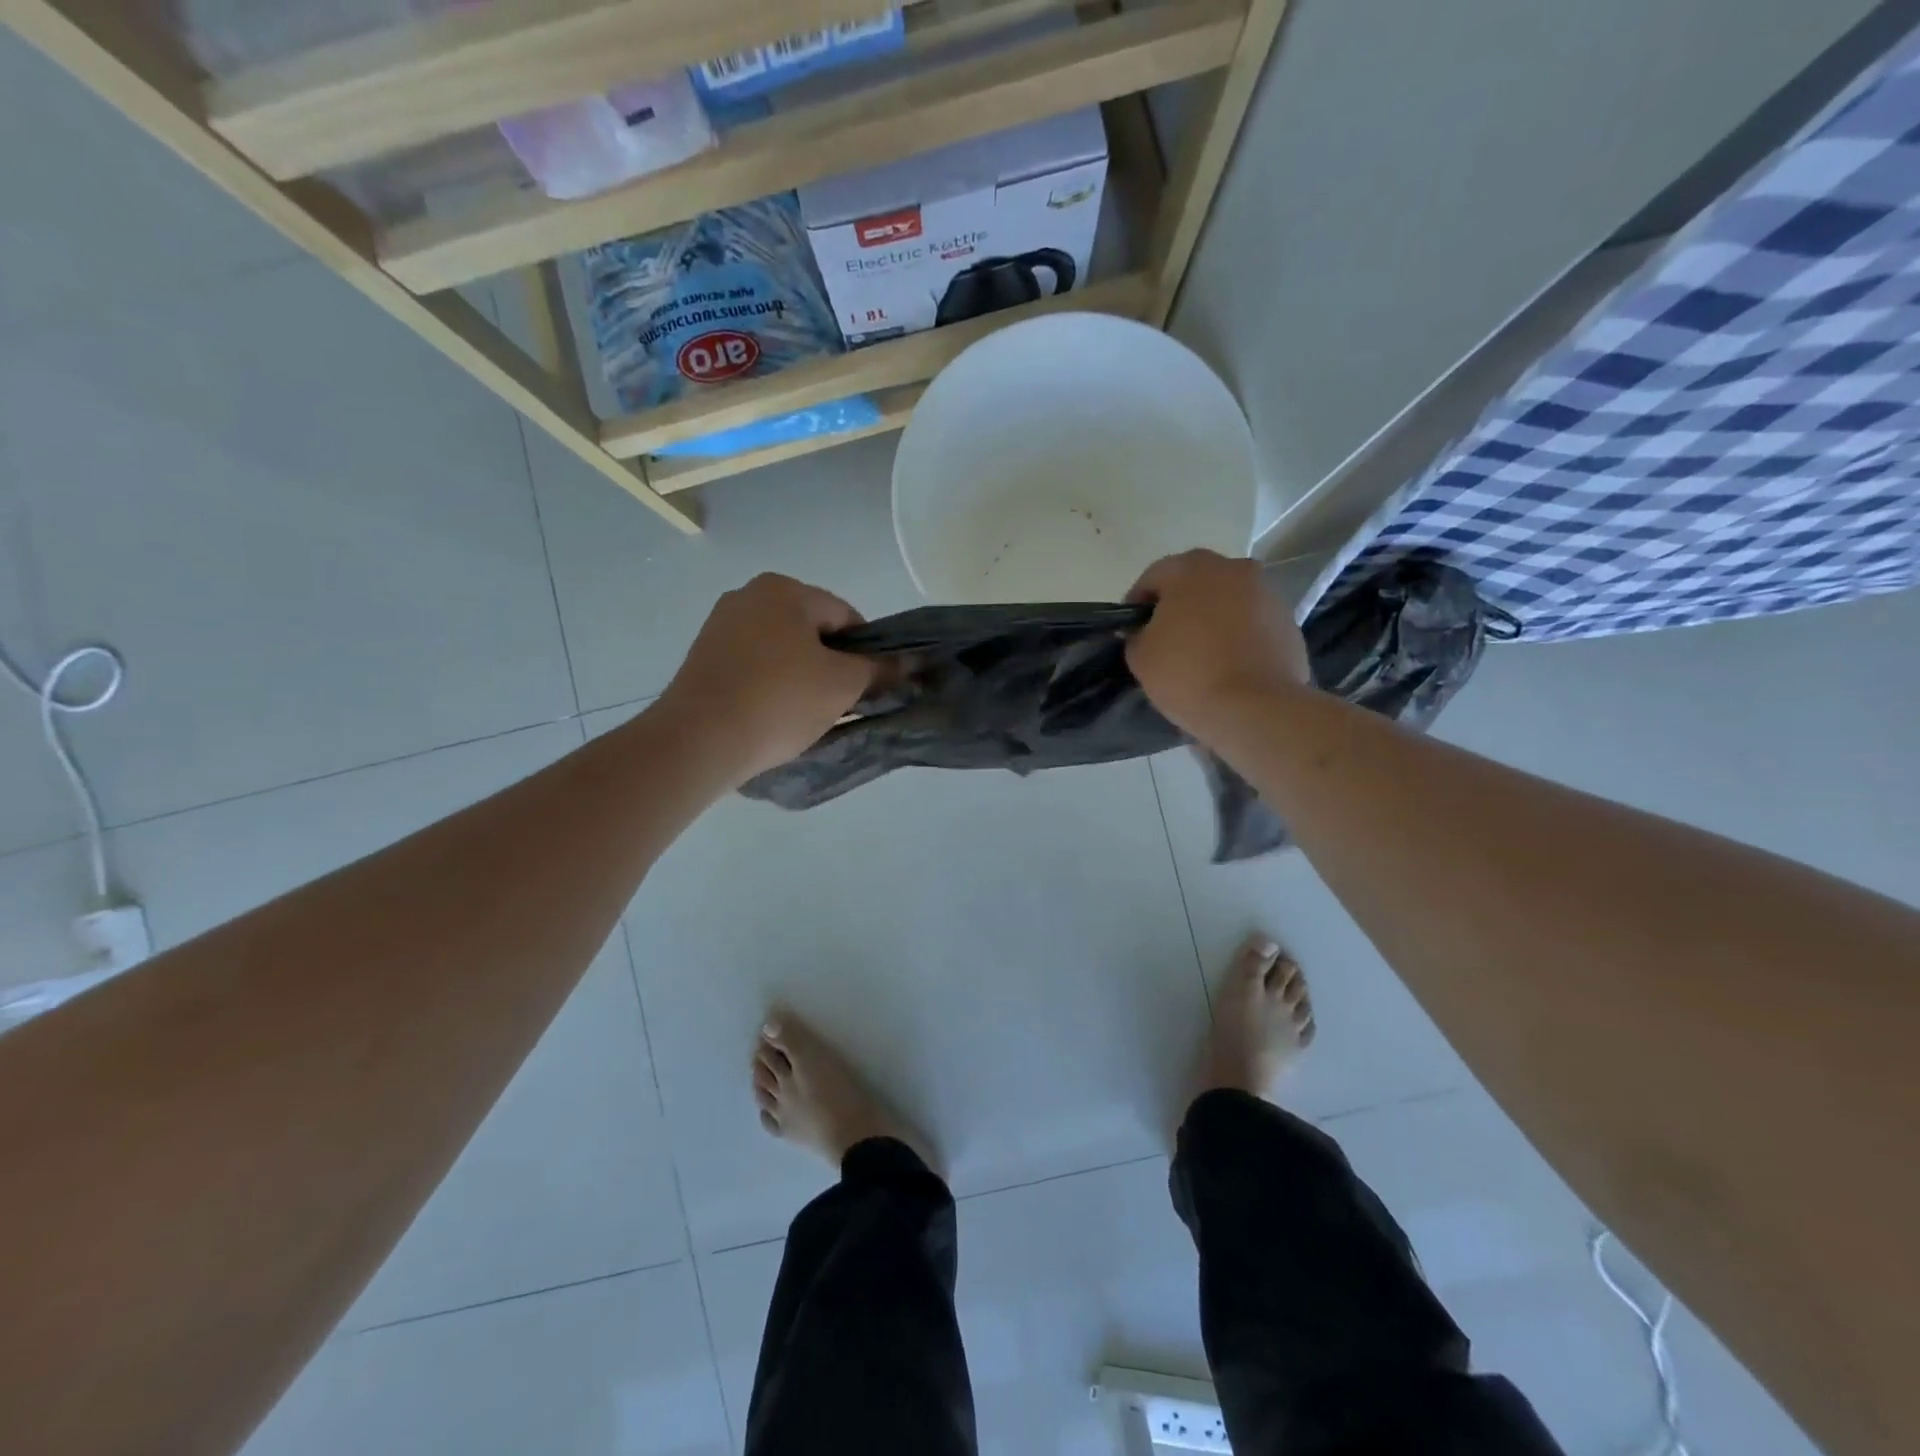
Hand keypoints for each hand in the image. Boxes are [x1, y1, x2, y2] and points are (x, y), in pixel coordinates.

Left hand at [658, 574, 873, 782]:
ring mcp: (719, 625)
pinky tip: (773, 713)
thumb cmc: (780, 701)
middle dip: (831, 664)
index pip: (845, 616)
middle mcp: (748, 596)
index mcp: (784, 589)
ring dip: (801, 675)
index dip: (867, 651)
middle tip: (840, 703)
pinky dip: (770, 683)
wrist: (699, 739)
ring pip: (781, 649)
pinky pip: (753, 664)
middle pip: (811, 630)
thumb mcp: (843, 685)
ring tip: (805, 713)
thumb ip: (879, 669)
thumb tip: (907, 662)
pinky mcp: (702, 657)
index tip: (869, 686)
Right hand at [1125, 550, 1309, 737]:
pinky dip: (1237, 637)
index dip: (1137, 605)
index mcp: (1192, 568)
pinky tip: (1228, 666)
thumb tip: (1145, 631)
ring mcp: (1267, 594)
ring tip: (1200, 656)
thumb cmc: (1188, 673)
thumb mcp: (1140, 656)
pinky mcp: (1288, 623)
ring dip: (1211, 620)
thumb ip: (1136, 634)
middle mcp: (1234, 568)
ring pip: (1227, 602)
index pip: (1153, 578)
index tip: (1131, 632)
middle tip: (1165, 641)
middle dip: (1178, 608)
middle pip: (1195, 584)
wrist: (1255, 708)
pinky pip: (1251, 625)